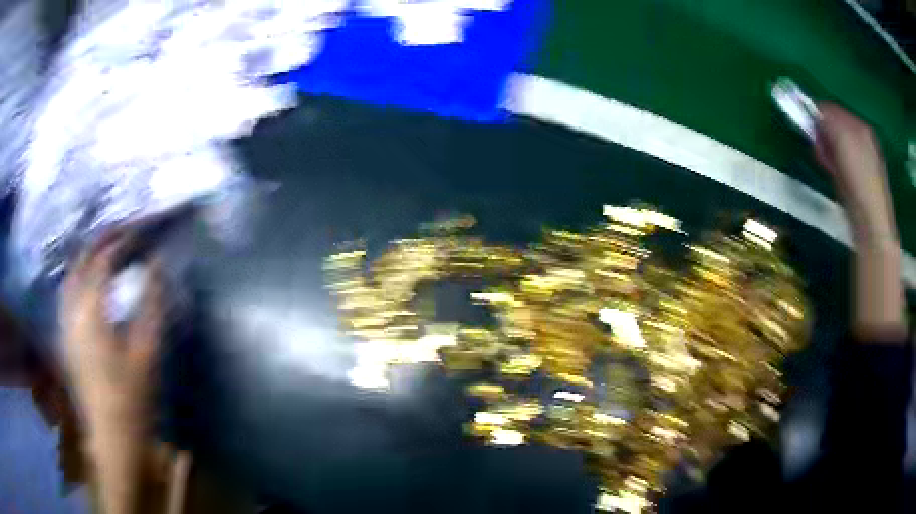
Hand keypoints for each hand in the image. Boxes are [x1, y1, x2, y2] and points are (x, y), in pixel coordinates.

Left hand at [61, 229, 164, 513]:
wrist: (112, 437)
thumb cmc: (132, 398)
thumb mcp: (146, 351)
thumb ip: (150, 303)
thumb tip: (156, 265)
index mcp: (91, 311)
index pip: (103, 259)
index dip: (123, 239)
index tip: (142, 229)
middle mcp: (72, 309)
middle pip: (82, 260)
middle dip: (102, 240)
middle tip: (125, 230)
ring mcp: (65, 323)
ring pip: (71, 274)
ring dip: (88, 255)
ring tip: (108, 249)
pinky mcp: (65, 336)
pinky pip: (68, 291)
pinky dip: (79, 275)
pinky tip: (90, 281)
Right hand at [814, 103, 897, 243]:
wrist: (872, 224)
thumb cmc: (859, 178)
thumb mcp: (842, 138)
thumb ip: (828, 119)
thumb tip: (815, 111)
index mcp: (861, 126)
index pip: (832, 110)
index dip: (818, 116)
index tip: (810, 129)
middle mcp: (864, 139)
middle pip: (835, 128)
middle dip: (823, 137)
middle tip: (819, 151)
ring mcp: (864, 162)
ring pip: (838, 148)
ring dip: (828, 153)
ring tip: (827, 166)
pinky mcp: (860, 182)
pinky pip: (842, 166)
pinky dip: (835, 168)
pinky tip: (836, 178)